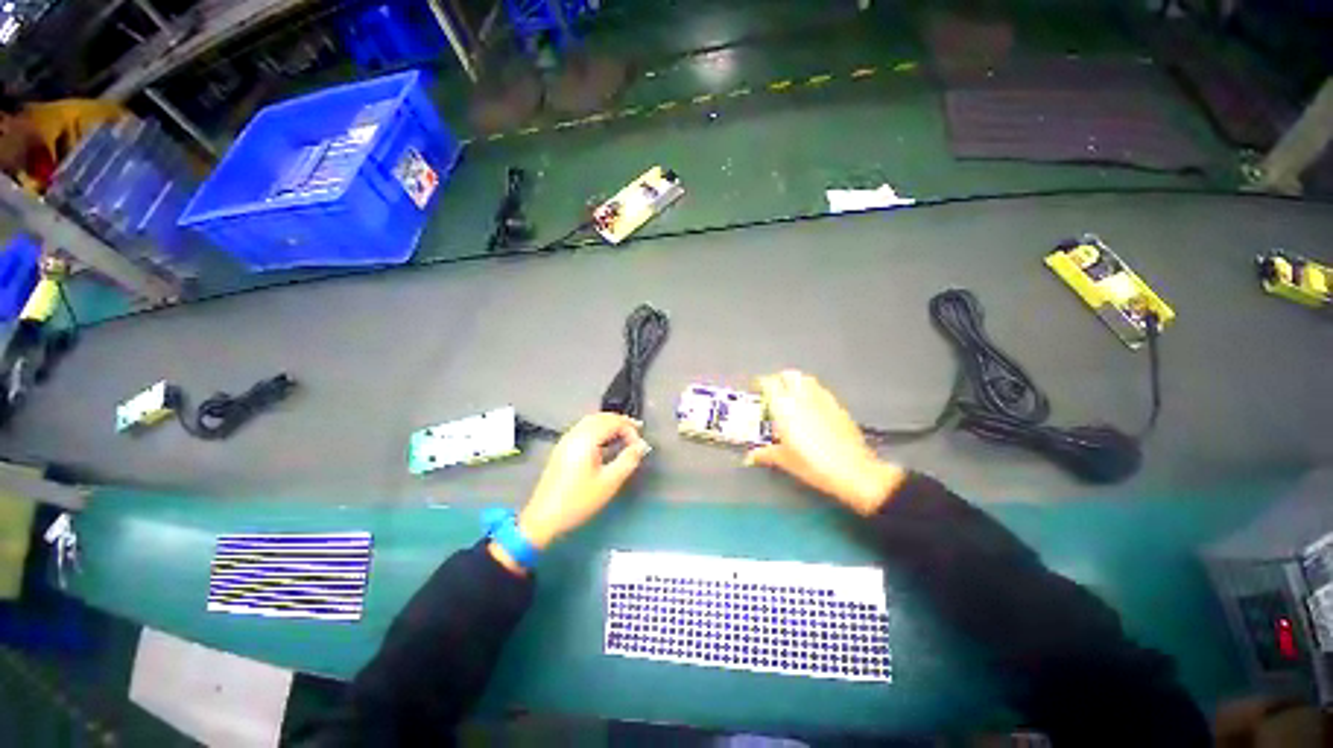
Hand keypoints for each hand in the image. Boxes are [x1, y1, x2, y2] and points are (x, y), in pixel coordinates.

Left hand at [515, 413, 649, 550]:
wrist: (543, 517)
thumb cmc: (579, 500)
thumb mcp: (609, 482)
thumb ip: (628, 460)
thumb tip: (642, 446)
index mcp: (586, 439)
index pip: (613, 422)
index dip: (630, 430)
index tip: (639, 446)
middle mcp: (575, 434)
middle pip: (601, 417)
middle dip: (620, 422)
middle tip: (637, 432)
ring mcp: (566, 439)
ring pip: (591, 421)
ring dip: (609, 424)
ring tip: (624, 435)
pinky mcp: (562, 448)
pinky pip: (584, 428)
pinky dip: (599, 429)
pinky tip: (606, 441)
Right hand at [744, 370, 905, 514]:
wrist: (853, 471)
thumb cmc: (815, 464)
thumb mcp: (785, 460)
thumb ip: (766, 454)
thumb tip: (752, 456)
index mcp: (785, 407)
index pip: (769, 383)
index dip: (761, 383)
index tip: (757, 387)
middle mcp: (803, 398)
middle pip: (789, 375)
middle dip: (780, 379)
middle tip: (773, 389)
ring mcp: (823, 400)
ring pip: (807, 380)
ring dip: (797, 383)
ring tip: (792, 395)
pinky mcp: (839, 407)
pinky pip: (822, 391)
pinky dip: (813, 393)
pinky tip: (813, 407)